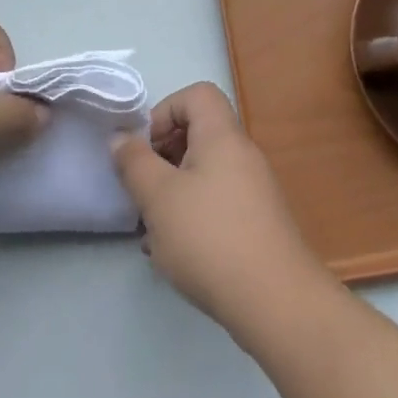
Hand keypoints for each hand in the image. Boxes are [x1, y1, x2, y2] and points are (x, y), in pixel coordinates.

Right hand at [111, 83, 331, 340]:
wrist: (277, 303)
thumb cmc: (210, 238)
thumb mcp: (159, 198)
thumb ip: (135, 163)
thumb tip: (121, 137)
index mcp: (222, 136)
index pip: (196, 95)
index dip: (165, 111)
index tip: (144, 149)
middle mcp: (242, 154)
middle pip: (199, 133)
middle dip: (163, 157)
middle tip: (143, 190)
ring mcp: (254, 190)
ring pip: (205, 173)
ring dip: (174, 192)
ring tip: (153, 229)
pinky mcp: (258, 223)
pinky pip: (218, 202)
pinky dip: (193, 215)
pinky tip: (176, 254)